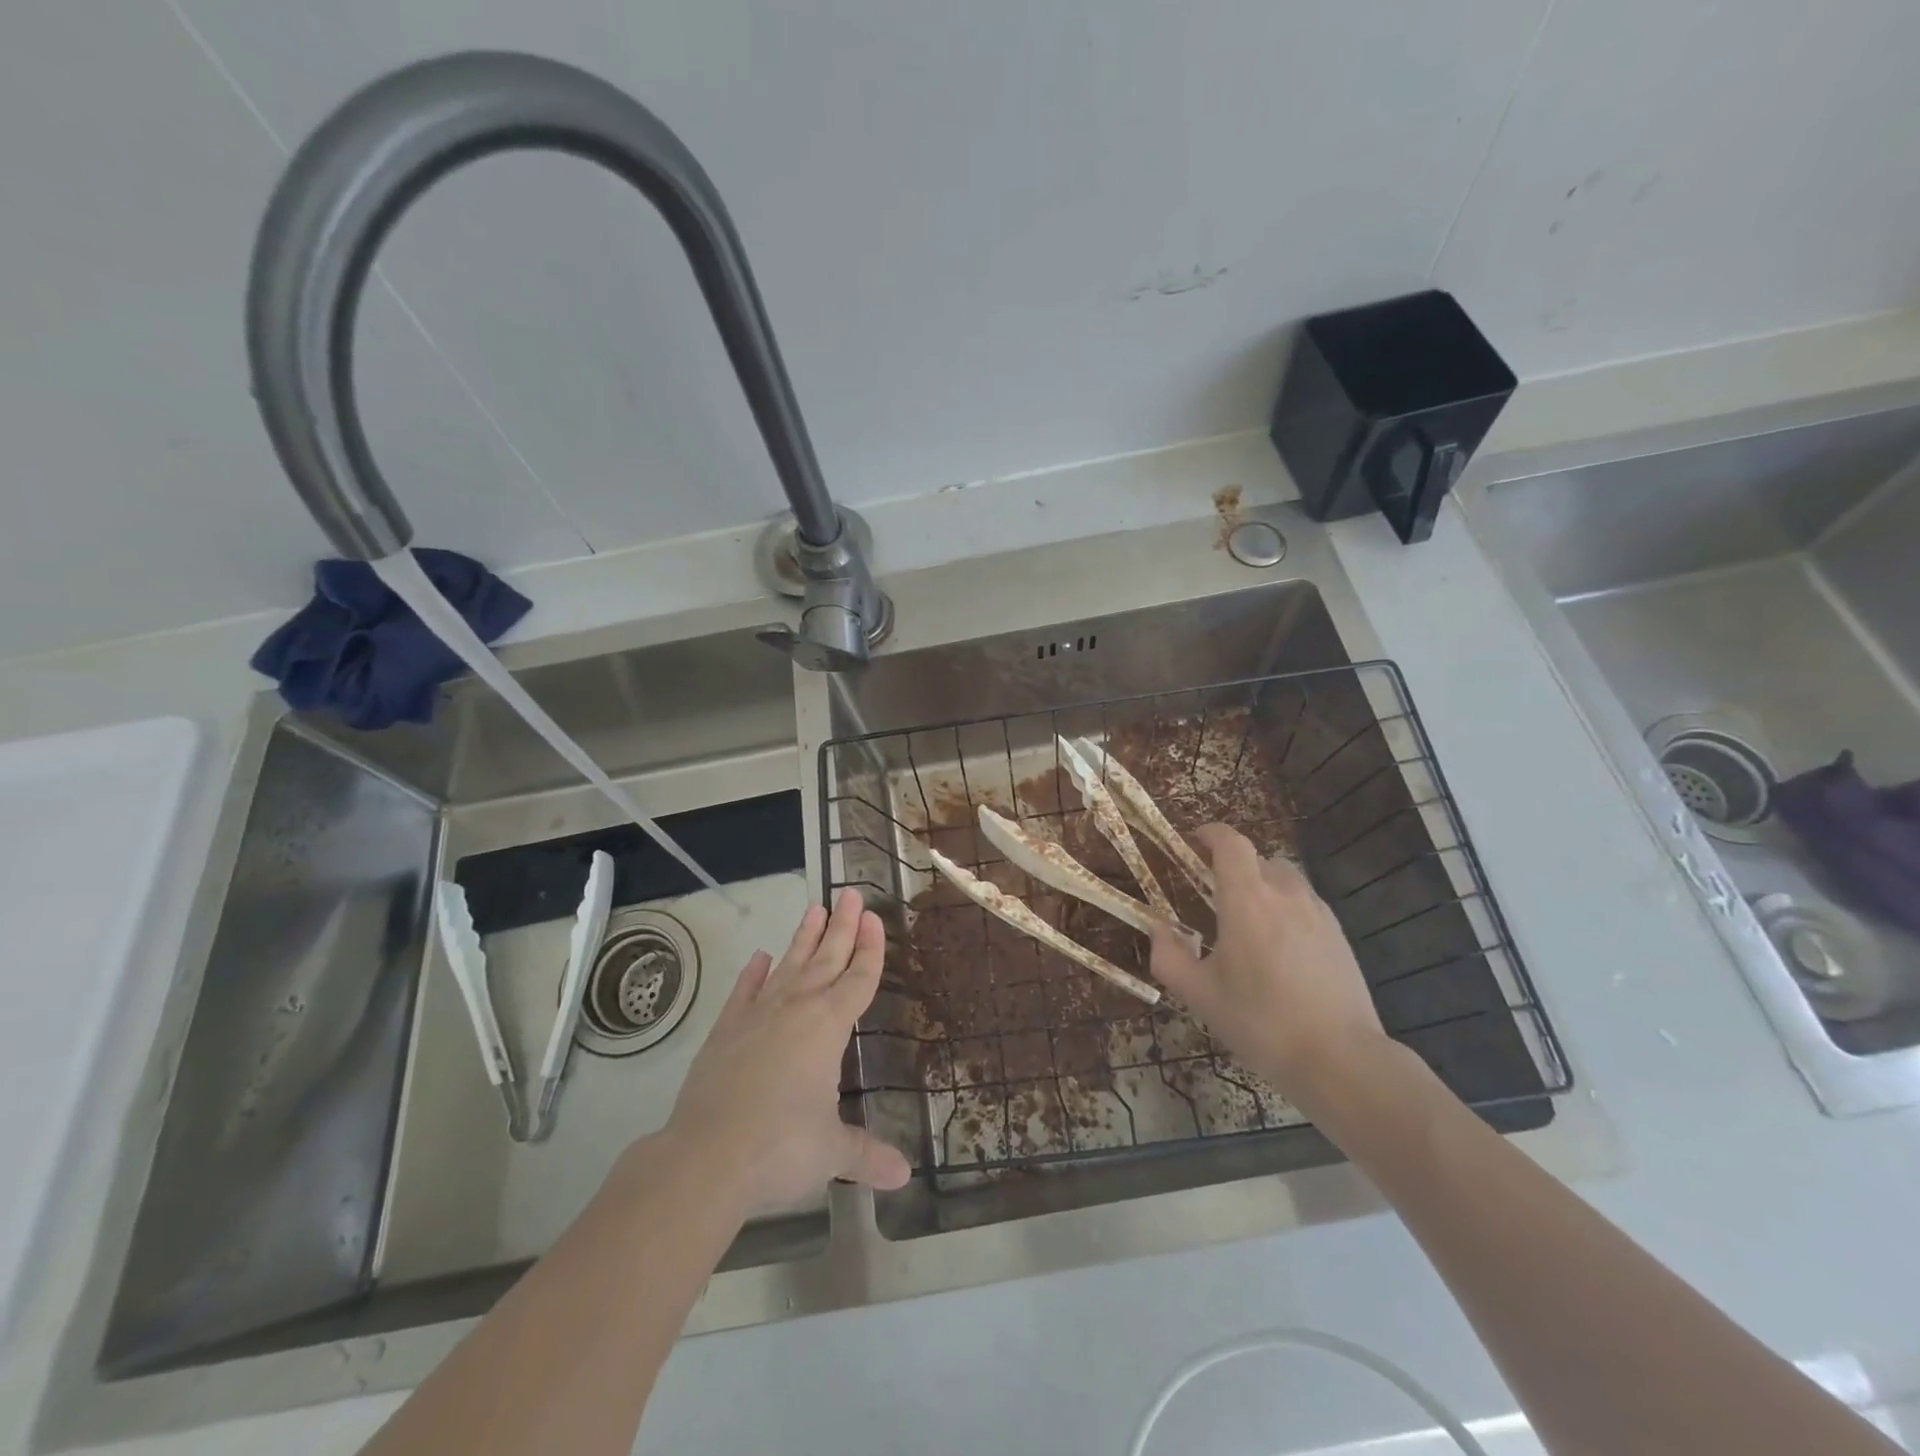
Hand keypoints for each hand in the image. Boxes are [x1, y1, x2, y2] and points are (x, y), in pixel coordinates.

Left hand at [663, 888, 909, 1210]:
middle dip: (843, 926)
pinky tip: (760, 957)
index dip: (870, 948)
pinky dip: (753, 973)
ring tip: (815, 908)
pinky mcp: (726, 1030)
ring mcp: (757, 1015)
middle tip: (851, 893)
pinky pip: (744, 991)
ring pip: (789, 965)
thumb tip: (904, 1175)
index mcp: (828, 1026)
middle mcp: (796, 1008)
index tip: (875, 918)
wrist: (705, 1157)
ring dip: (804, 938)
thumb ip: (866, 1154)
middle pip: (827, 958)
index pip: (858, 978)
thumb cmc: (780, 1148)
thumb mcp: (831, 1151)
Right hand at [1149, 824, 1391, 1111]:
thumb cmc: (1260, 1022)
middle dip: (1234, 867)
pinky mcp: (1339, 935)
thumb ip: (1168, 956)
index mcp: (1247, 900)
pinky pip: (1305, 904)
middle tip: (1215, 895)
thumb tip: (1158, 929)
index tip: (1194, 841)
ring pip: (1285, 880)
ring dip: (1262, 886)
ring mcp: (1317, 913)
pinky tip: (1280, 949)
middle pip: (1257, 859)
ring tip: (1249, 923)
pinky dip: (1286, 909)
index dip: (1211, 833)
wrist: (1339, 1059)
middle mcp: (1284, 894)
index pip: (1231, 843)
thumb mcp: (1199, 995)